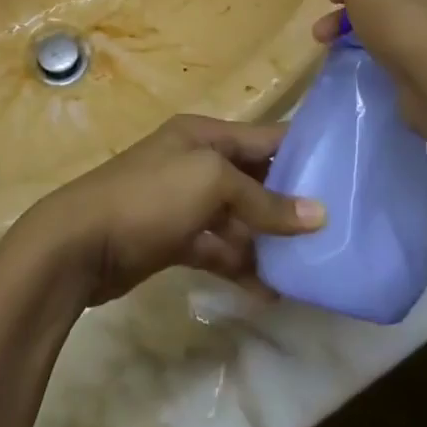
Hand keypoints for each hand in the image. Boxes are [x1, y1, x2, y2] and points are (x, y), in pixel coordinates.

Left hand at [19, 115, 325, 306]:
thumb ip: (264, 199)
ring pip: (238, 218)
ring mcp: (183, 202)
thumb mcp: (210, 183)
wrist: (80, 243)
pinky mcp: (173, 239)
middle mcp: (195, 162)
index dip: (303, 153)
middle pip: (254, 178)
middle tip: (336, 230)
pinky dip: (241, 265)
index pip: (264, 138)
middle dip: (290, 202)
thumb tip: (318, 215)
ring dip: (268, 240)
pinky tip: (271, 292)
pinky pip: (218, 248)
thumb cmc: (150, 197)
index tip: (346, 174)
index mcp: (203, 135)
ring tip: (310, 268)